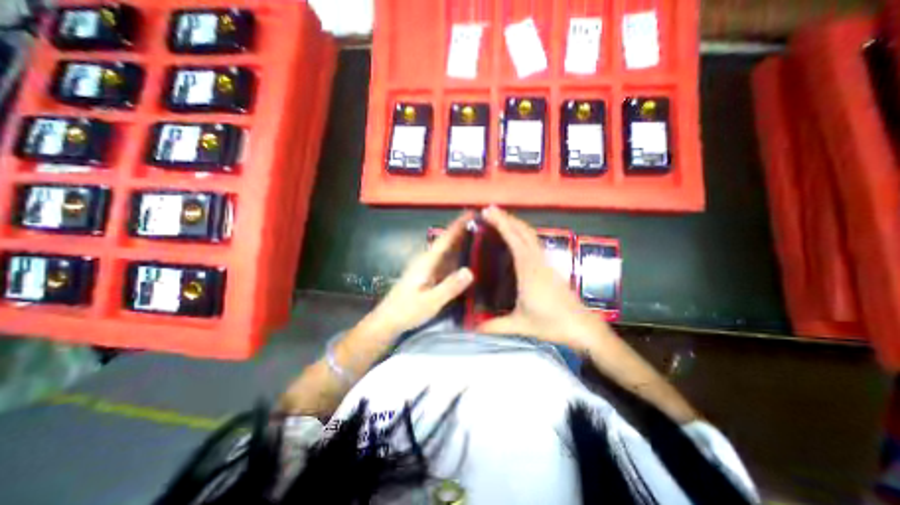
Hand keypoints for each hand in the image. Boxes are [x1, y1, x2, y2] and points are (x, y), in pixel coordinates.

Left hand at [365, 210, 477, 337]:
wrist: (387, 320)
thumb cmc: (407, 310)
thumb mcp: (430, 301)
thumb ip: (449, 287)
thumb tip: (471, 270)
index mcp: (427, 262)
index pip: (445, 239)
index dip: (458, 225)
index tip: (471, 212)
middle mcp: (427, 260)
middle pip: (446, 241)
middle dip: (461, 230)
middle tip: (481, 222)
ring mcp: (426, 267)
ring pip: (446, 250)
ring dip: (459, 240)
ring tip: (477, 234)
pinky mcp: (427, 275)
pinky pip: (444, 260)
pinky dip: (455, 254)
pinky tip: (465, 257)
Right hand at [477, 205, 602, 350]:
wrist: (582, 327)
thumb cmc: (551, 323)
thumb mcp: (520, 325)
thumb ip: (494, 326)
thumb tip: (470, 328)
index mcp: (528, 269)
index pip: (514, 239)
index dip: (501, 223)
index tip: (488, 212)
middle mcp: (537, 261)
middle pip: (523, 231)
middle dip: (507, 218)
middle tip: (490, 210)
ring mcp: (545, 263)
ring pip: (530, 236)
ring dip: (516, 224)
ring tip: (501, 220)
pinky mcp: (549, 268)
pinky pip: (534, 244)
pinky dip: (523, 235)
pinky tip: (517, 239)